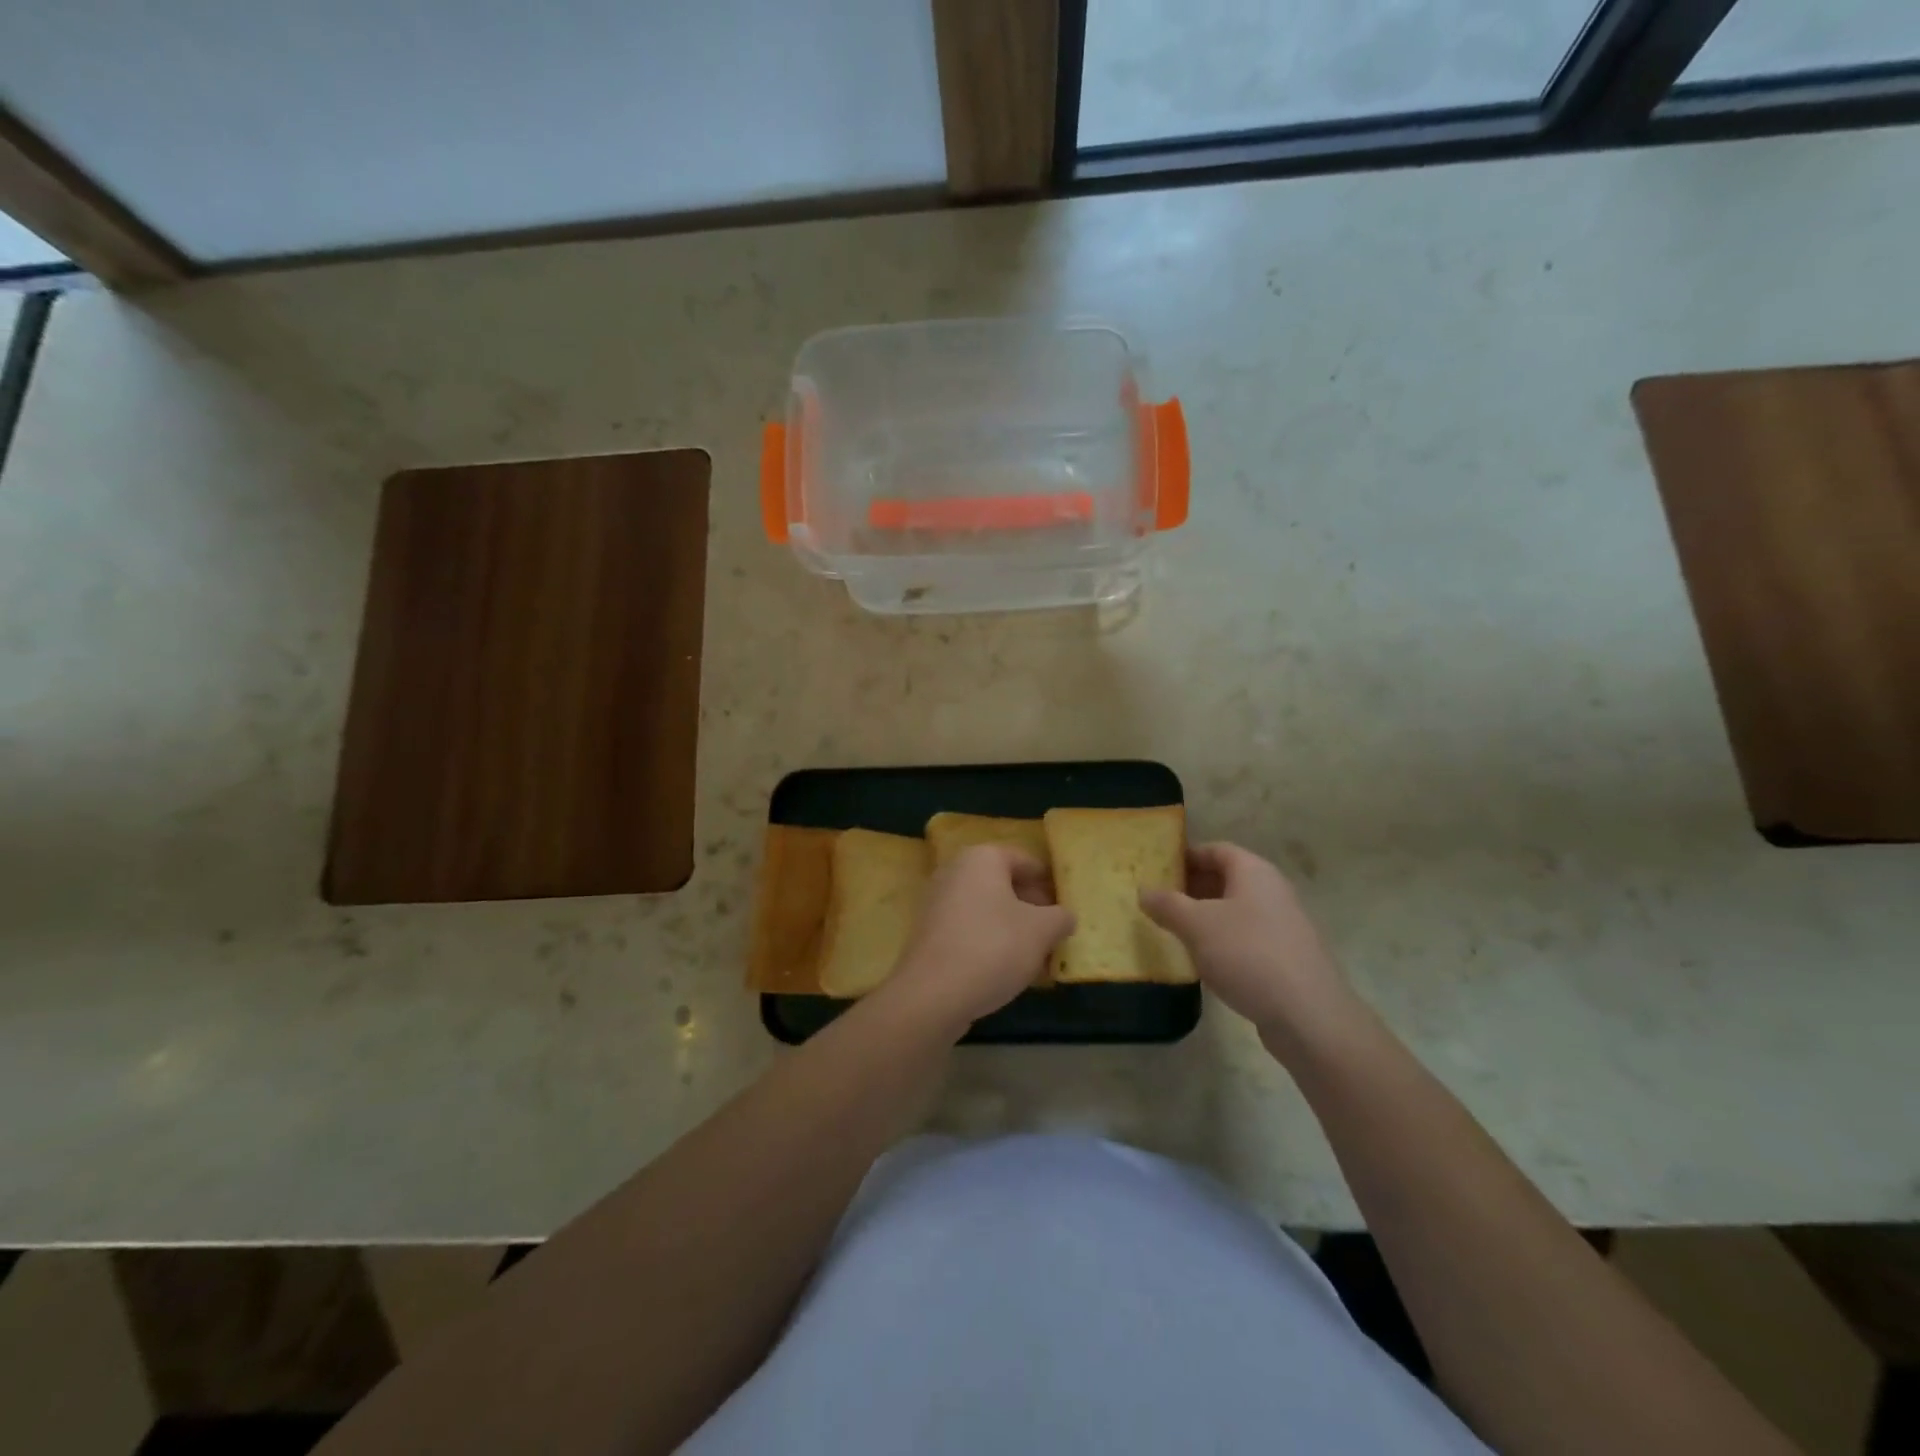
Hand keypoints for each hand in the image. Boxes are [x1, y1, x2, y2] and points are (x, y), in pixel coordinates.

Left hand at [880, 846, 1074, 1037]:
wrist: (933, 994)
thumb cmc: (993, 948)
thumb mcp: (1041, 931)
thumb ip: (1060, 917)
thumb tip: (1064, 916)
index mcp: (982, 858)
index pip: (1025, 861)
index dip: (1049, 883)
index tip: (1066, 907)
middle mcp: (955, 871)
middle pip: (1004, 885)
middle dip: (1032, 908)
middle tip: (1054, 933)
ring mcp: (937, 902)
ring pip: (987, 910)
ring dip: (1013, 928)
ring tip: (1036, 956)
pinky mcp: (929, 934)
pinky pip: (970, 929)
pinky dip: (990, 942)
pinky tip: (1007, 969)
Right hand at [1141, 842, 1363, 1056]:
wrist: (1308, 1016)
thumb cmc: (1248, 955)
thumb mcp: (1196, 925)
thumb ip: (1167, 904)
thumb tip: (1144, 890)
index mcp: (1254, 871)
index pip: (1216, 849)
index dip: (1185, 855)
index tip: (1157, 869)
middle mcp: (1273, 891)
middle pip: (1227, 878)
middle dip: (1192, 887)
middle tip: (1159, 901)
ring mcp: (1284, 924)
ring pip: (1236, 909)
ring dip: (1206, 916)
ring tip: (1176, 931)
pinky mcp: (1287, 956)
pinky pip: (1247, 936)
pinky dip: (1223, 940)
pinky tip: (1205, 961)